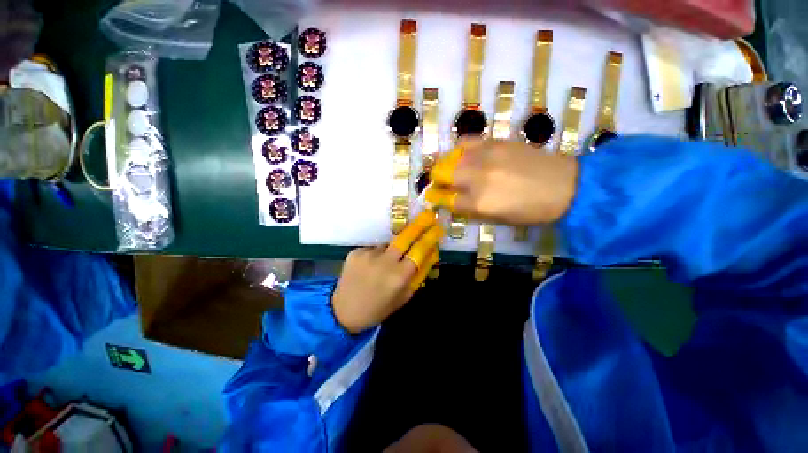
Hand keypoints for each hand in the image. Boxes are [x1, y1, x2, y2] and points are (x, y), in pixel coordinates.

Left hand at [332, 211, 442, 333]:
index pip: (419, 250)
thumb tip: (430, 253)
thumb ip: (418, 274)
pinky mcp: (356, 252)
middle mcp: (384, 262)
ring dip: (391, 250)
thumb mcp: (404, 296)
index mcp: (399, 276)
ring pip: (388, 245)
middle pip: (405, 237)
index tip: (437, 228)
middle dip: (417, 226)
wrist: (344, 311)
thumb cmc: (379, 308)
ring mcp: (368, 254)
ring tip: (383, 265)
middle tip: (426, 217)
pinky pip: (373, 249)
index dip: (430, 237)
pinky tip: (370, 267)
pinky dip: (376, 255)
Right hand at [424, 139, 577, 225]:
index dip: (436, 199)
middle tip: (439, 184)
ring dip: (445, 165)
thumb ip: (469, 211)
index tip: (433, 198)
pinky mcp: (495, 142)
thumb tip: (450, 202)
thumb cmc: (530, 211)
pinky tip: (462, 155)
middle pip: (441, 174)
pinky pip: (466, 142)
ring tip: (449, 169)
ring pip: (450, 158)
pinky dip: (458, 149)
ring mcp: (485, 157)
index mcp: (478, 203)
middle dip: (436, 181)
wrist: (564, 186)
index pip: (445, 199)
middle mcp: (477, 178)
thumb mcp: (497, 219)